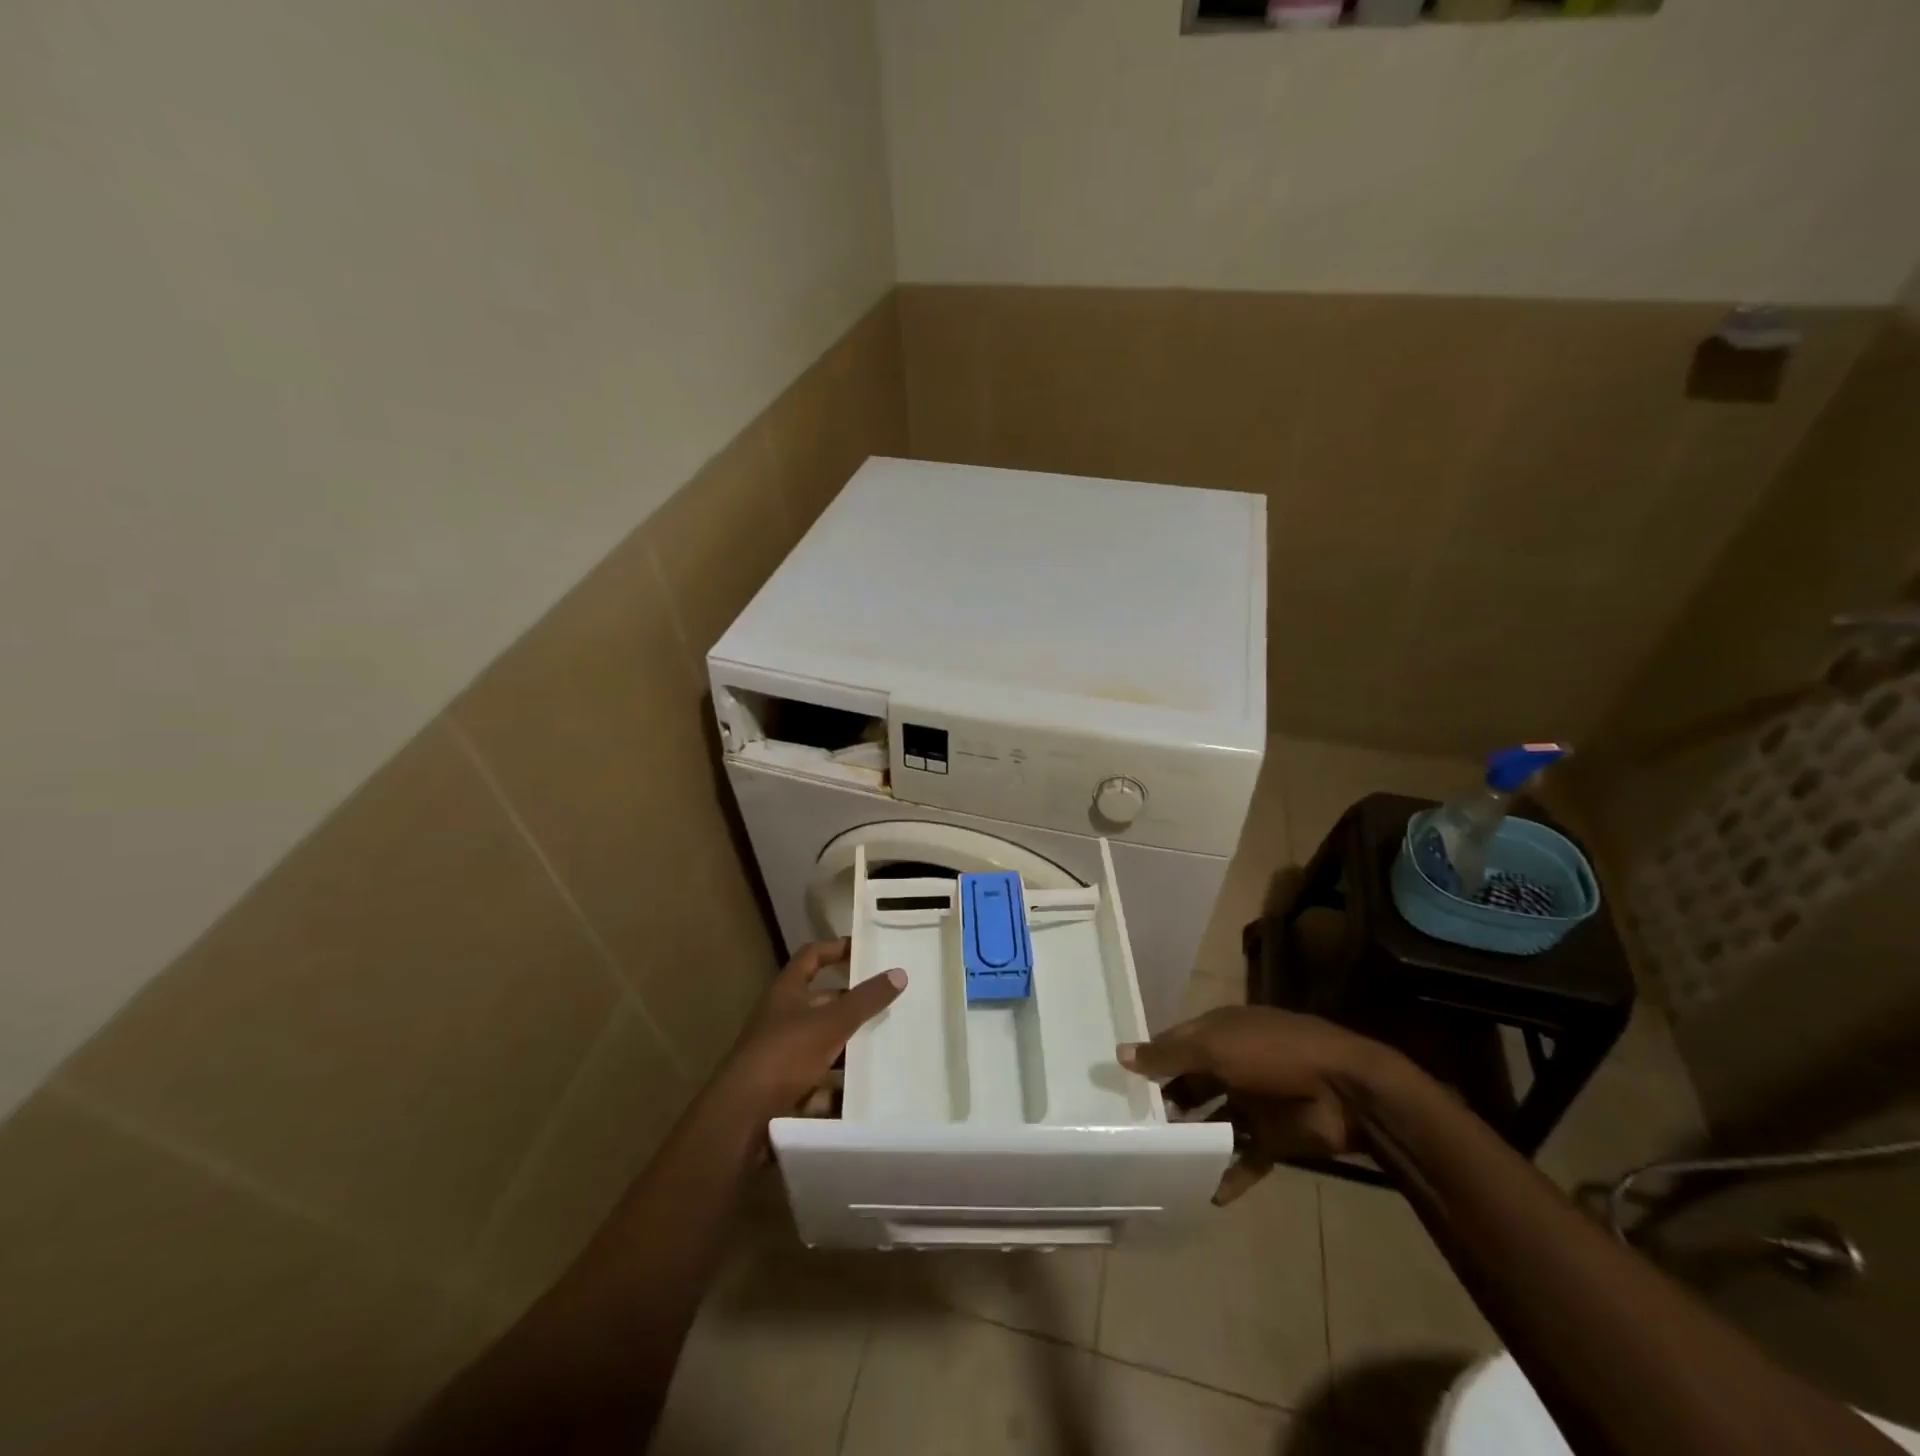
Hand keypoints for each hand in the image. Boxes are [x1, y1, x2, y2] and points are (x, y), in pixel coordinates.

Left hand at [716, 939, 905, 1124]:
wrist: (740, 1121)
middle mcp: (781, 1019)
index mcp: (787, 993)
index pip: (811, 956)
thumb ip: (865, 1000)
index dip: (836, 949)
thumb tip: (899, 973)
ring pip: (822, 1045)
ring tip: (886, 1050)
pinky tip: (865, 1095)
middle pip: (821, 1003)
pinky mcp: (784, 1091)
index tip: (865, 950)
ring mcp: (781, 1056)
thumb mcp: (830, 1023)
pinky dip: (839, 1090)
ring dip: (849, 1049)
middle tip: (888, 1005)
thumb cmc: (783, 1056)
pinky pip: (818, 1085)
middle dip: (852, 1005)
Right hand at [1118, 1006, 1390, 1203]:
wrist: (1347, 1090)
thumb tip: (1120, 1054)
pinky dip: (1228, 1176)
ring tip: (1160, 1160)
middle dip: (1167, 1103)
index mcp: (1220, 1033)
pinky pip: (1244, 1160)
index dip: (1150, 1060)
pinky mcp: (1273, 1138)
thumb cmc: (1272, 1054)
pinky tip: (1206, 1194)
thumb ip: (1168, 1056)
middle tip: (1134, 1127)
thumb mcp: (1214, 1048)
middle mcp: (1233, 1064)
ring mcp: (1254, 1102)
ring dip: (1192, 1139)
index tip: (1119, 1082)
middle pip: (1192, 1083)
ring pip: (1214, 1122)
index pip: (1176, 1044)